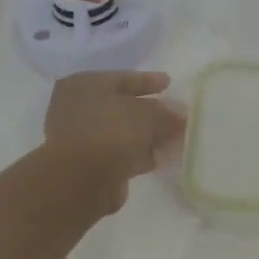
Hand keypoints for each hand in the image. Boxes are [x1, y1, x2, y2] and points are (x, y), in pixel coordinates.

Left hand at [42, 71, 186, 212]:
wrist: (81, 180)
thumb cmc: (110, 131)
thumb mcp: (147, 114)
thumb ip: (167, 112)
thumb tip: (181, 114)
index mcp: (84, 85)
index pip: (122, 78)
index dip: (148, 81)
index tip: (169, 83)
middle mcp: (78, 108)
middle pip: (123, 106)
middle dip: (152, 112)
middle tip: (177, 115)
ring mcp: (82, 138)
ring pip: (123, 132)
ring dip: (148, 135)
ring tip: (176, 138)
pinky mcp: (89, 165)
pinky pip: (121, 153)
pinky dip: (140, 154)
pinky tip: (161, 157)